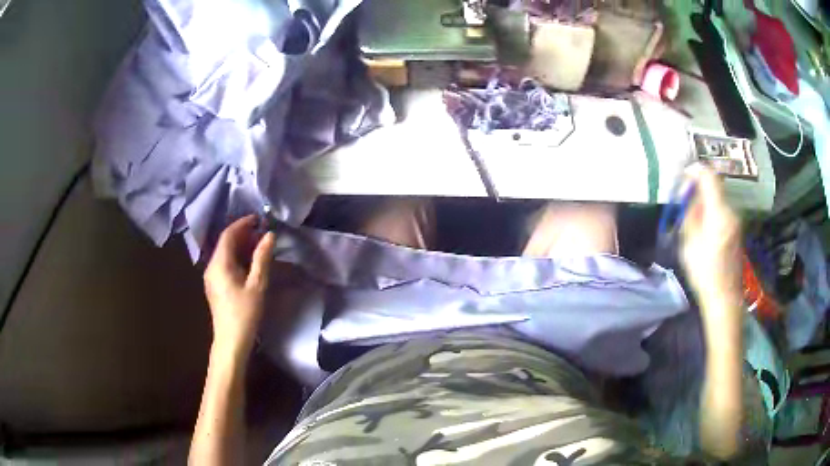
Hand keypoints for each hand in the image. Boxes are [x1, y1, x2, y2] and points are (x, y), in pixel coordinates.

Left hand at [203, 215, 274, 357]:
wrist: (231, 341)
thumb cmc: (244, 313)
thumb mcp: (257, 285)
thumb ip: (262, 258)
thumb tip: (269, 235)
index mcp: (219, 263)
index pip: (228, 234)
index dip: (242, 224)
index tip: (259, 219)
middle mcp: (211, 266)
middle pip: (225, 243)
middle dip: (243, 234)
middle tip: (262, 232)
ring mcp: (211, 277)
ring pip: (225, 254)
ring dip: (240, 246)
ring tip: (259, 245)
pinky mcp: (215, 286)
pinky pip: (224, 264)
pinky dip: (237, 258)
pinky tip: (249, 263)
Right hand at [680, 164, 741, 302]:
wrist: (725, 297)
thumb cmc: (704, 272)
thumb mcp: (690, 243)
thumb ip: (690, 214)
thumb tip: (690, 197)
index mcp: (718, 211)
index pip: (709, 176)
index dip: (695, 171)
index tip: (683, 180)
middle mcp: (730, 210)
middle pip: (714, 186)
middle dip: (698, 189)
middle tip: (685, 204)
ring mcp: (736, 220)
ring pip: (718, 199)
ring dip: (705, 202)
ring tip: (693, 220)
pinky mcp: (737, 230)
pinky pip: (722, 211)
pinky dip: (712, 212)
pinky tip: (704, 230)